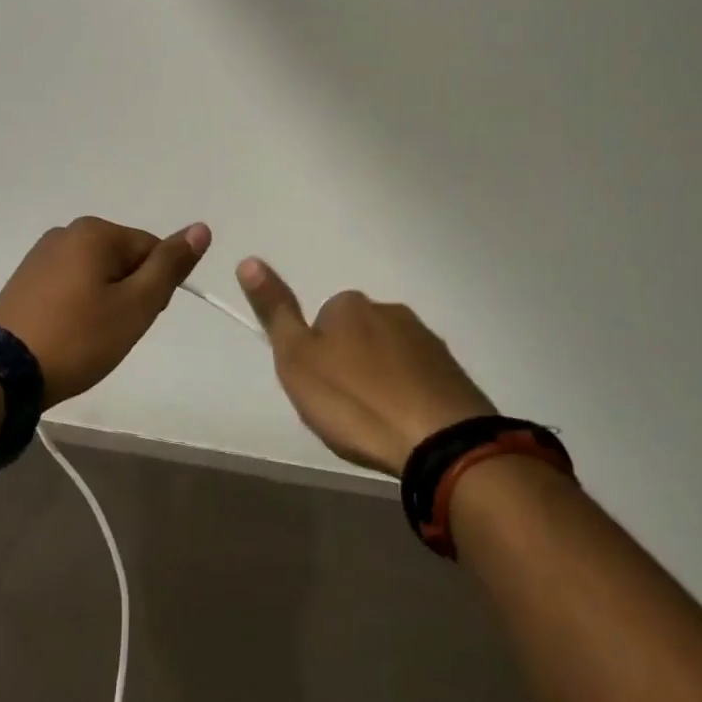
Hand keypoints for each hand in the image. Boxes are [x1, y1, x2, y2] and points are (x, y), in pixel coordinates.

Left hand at [0, 216, 211, 406]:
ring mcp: (41, 254)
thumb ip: (169, 265)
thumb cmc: (78, 338)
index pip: (151, 250)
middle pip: (123, 259)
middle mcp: (67, 231)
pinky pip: (69, 284)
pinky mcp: (25, 278)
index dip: (154, 289)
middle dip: (128, 293)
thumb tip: (201, 227)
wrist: (1, 373)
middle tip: (113, 332)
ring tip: (88, 337)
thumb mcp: (136, 305)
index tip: (137, 320)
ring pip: (97, 274)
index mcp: (95, 231)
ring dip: (104, 301)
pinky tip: (67, 333)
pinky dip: (78, 306)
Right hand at [238, 259, 495, 474]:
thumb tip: (248, 260)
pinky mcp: (453, 371)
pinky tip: (407, 427)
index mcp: (349, 306)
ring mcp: (426, 339)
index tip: (319, 392)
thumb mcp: (297, 360)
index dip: (316, 358)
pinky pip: (419, 378)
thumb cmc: (355, 402)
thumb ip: (275, 312)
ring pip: (389, 356)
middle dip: (350, 366)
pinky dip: (410, 396)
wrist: (440, 441)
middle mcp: (389, 310)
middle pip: (357, 336)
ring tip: (377, 423)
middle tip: (346, 411)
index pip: (321, 323)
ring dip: (381, 381)